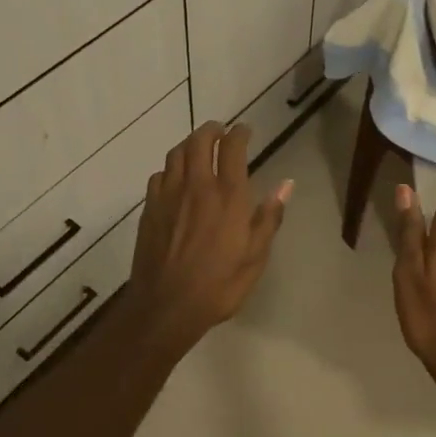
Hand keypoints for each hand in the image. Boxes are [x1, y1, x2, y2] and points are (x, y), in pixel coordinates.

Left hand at [126, 121, 292, 354]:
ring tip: (198, 147)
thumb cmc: (219, 285)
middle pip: (199, 142)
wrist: (166, 306)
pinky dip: (170, 168)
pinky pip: (159, 175)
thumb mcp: (255, 257)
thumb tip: (285, 184)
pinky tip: (175, 179)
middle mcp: (197, 187)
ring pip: (176, 153)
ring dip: (189, 144)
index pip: (232, 149)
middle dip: (211, 130)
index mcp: (228, 197)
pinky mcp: (150, 208)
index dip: (239, 133)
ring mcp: (169, 196)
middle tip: (220, 131)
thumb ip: (269, 217)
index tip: (244, 130)